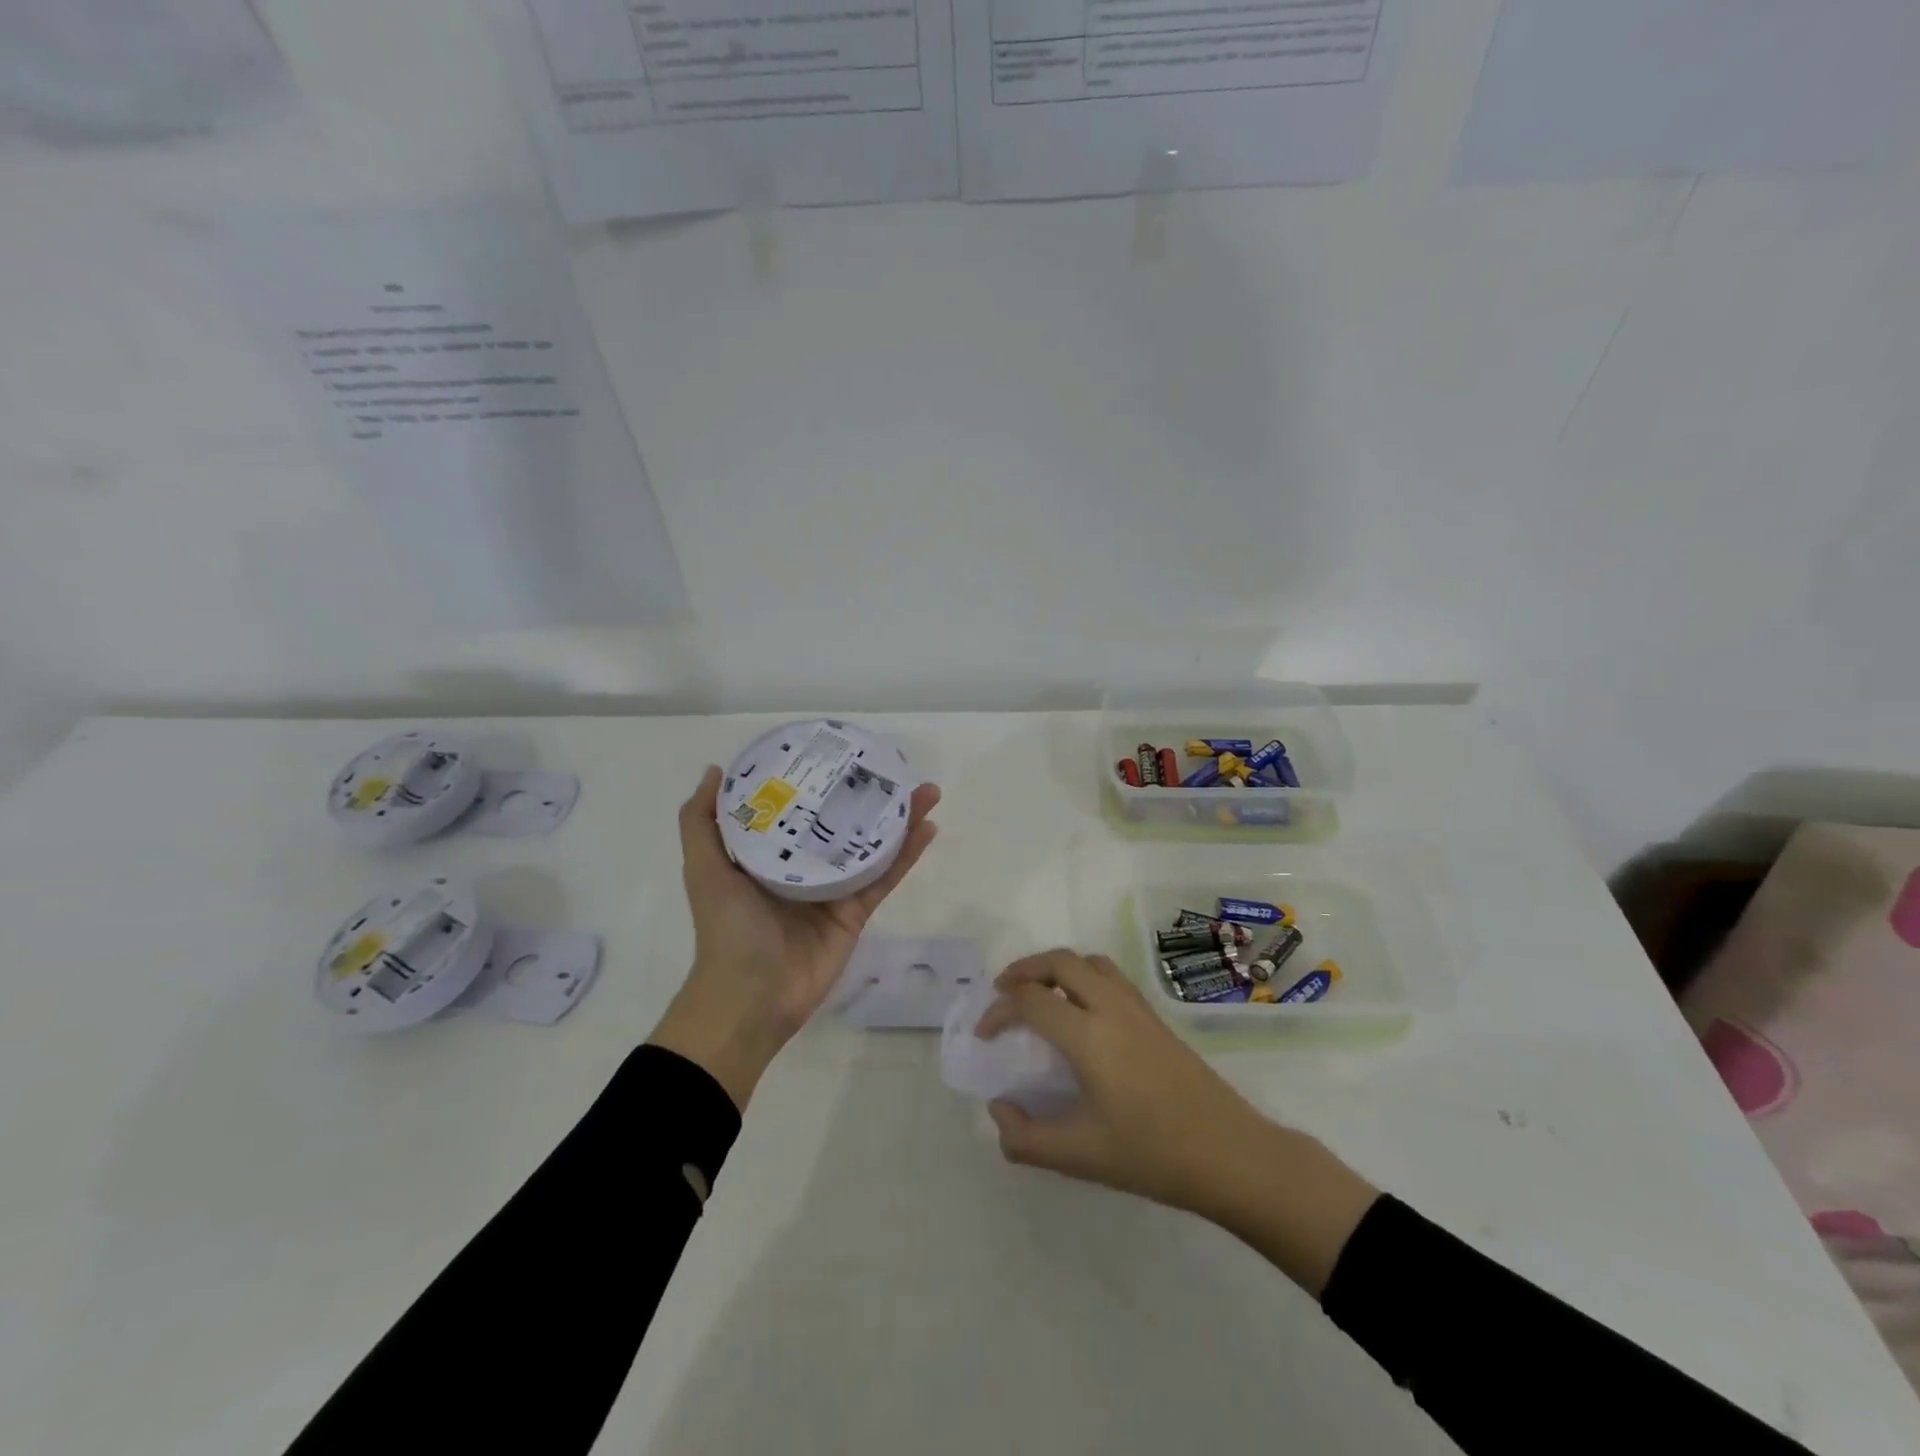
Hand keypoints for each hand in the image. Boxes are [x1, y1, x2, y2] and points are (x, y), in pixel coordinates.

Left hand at [650, 765, 940, 1109]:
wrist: (751, 998)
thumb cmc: (726, 928)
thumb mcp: (704, 869)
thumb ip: (702, 822)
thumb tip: (715, 770)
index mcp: (769, 852)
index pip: (797, 806)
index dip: (817, 778)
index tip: (837, 750)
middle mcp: (803, 864)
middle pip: (841, 821)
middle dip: (866, 794)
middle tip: (891, 766)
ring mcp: (833, 889)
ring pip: (871, 844)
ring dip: (899, 818)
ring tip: (925, 790)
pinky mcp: (856, 911)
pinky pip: (884, 876)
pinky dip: (907, 854)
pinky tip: (928, 827)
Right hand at [976, 949, 1266, 1211]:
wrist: (1231, 1154)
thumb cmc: (1152, 1154)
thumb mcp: (1080, 1156)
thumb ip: (1026, 1137)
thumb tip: (999, 1110)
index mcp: (1088, 1036)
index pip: (1031, 1000)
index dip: (999, 1010)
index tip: (984, 1035)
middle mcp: (1111, 1008)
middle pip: (1060, 961)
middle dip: (1025, 969)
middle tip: (1004, 993)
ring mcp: (1138, 1009)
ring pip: (1090, 962)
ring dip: (1057, 967)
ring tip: (1040, 994)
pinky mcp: (1156, 1018)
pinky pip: (1111, 977)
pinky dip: (1083, 977)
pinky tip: (1082, 1012)